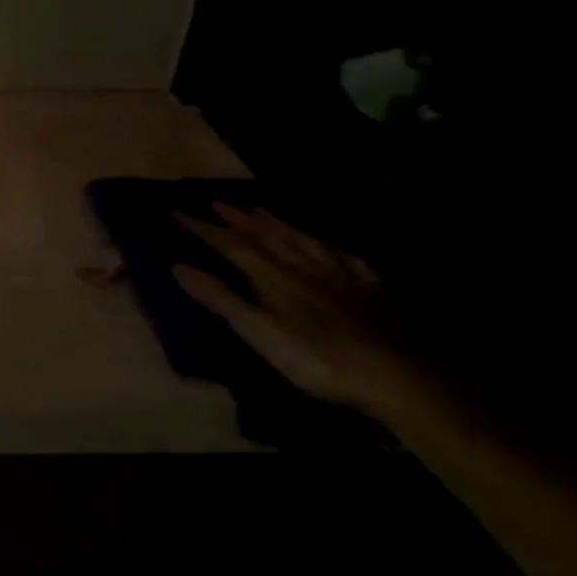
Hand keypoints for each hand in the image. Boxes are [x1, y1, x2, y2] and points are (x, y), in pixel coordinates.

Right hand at [172, 203, 434, 423]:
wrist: (398, 375)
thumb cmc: (318, 359)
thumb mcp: (260, 333)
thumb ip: (221, 299)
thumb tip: (177, 266)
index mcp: (275, 278)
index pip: (232, 246)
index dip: (204, 228)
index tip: (178, 211)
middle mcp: (304, 267)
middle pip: (267, 236)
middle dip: (238, 218)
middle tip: (217, 201)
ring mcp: (341, 275)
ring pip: (303, 240)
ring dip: (278, 224)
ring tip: (261, 210)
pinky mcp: (371, 289)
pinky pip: (344, 257)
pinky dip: (327, 245)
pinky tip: (328, 245)